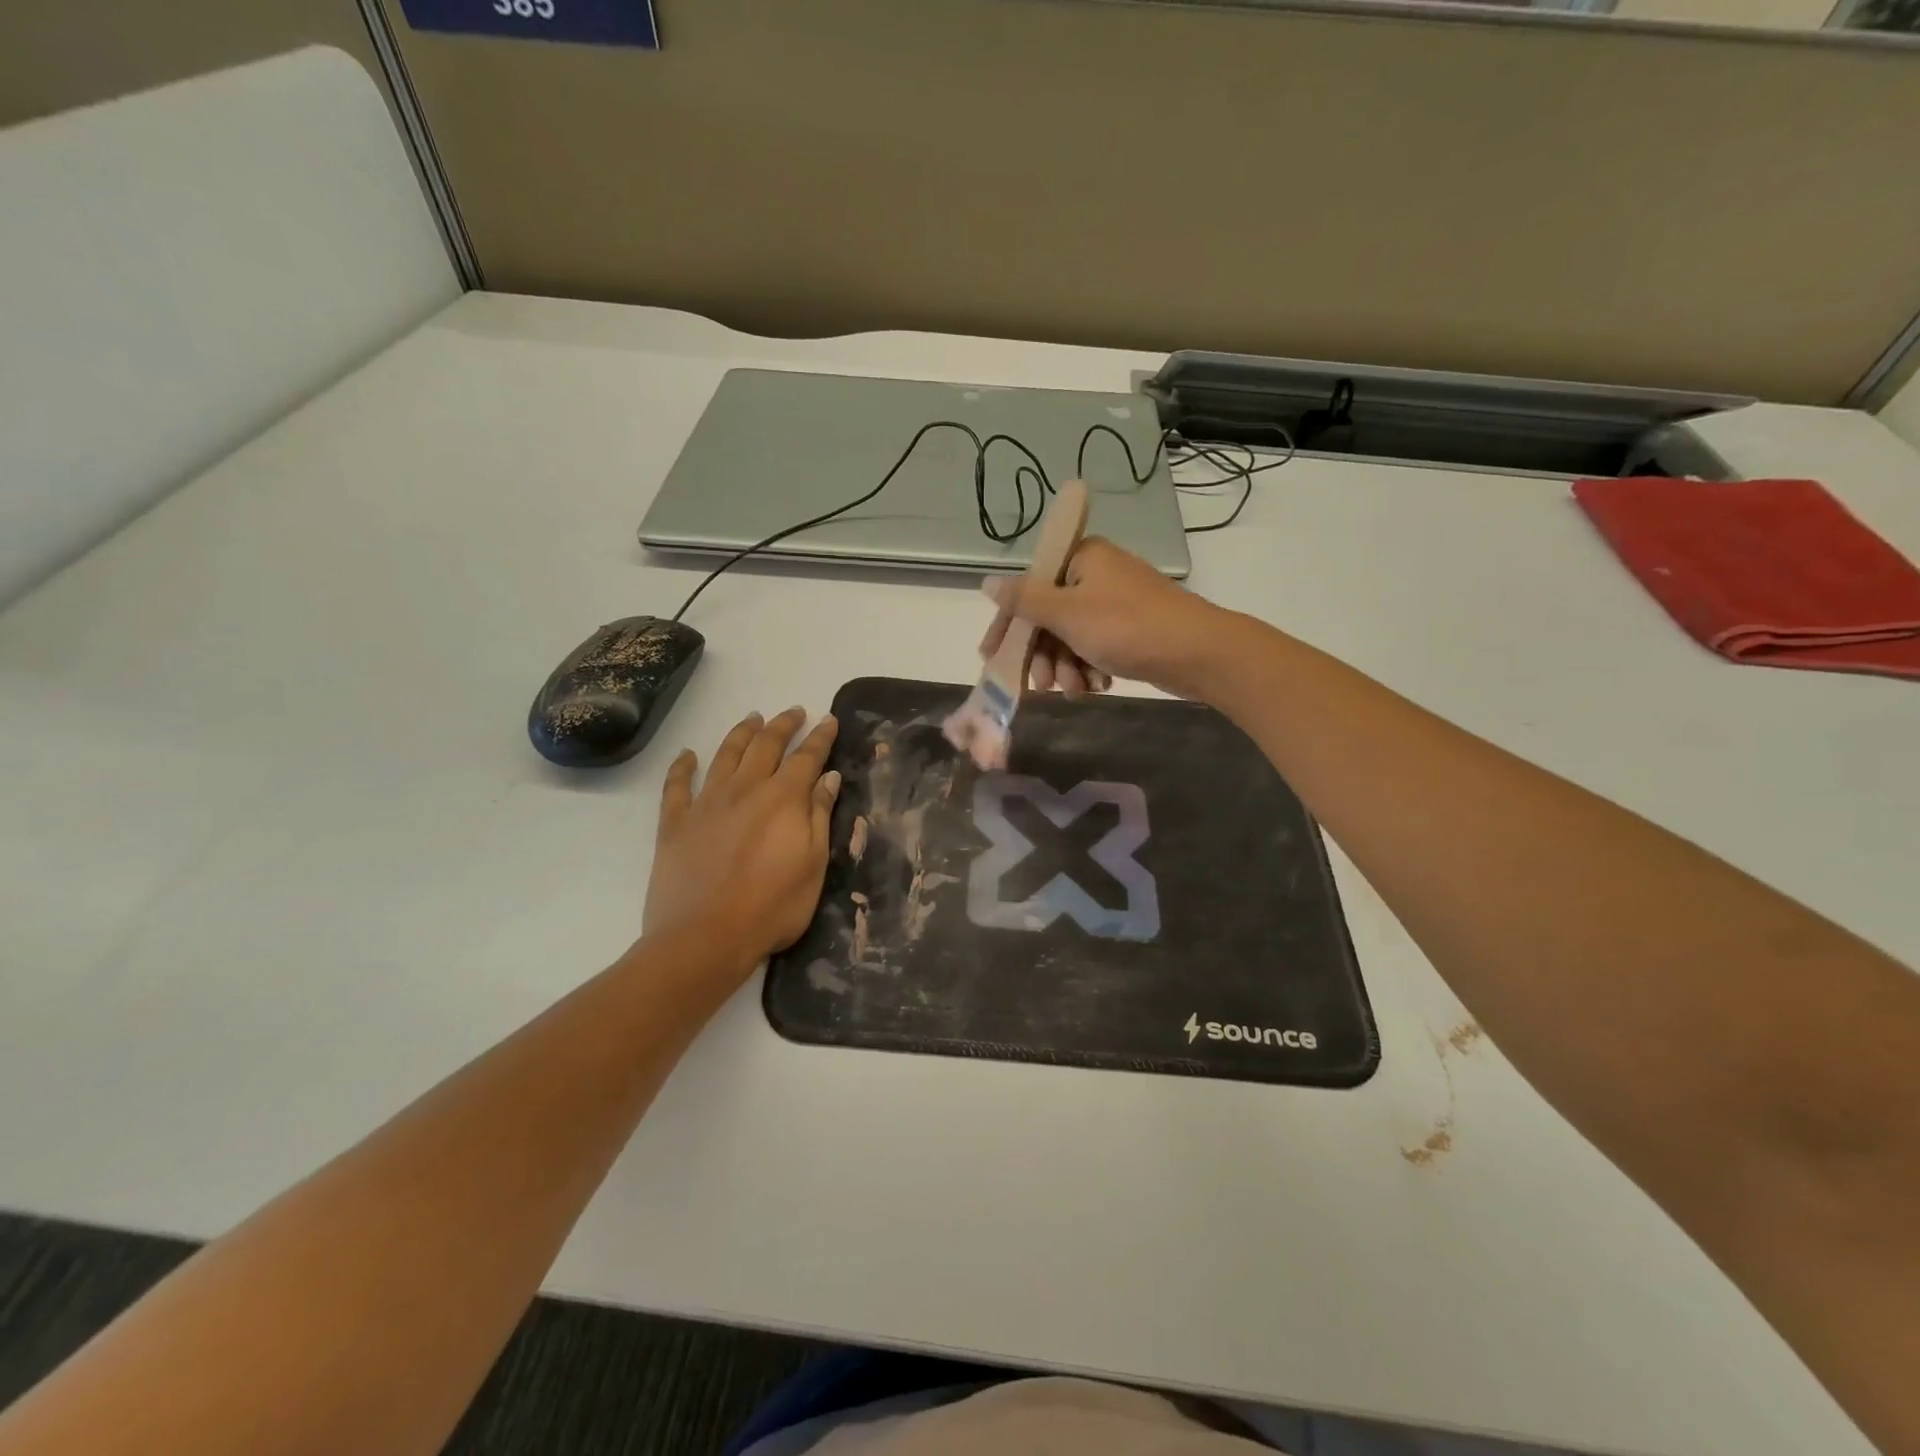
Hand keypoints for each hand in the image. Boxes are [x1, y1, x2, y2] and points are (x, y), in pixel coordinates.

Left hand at [643, 708, 841, 973]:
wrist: (704, 937)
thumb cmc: (772, 907)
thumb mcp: (813, 864)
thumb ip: (819, 816)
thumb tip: (828, 777)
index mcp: (783, 798)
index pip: (806, 757)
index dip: (820, 737)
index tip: (828, 719)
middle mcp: (744, 789)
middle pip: (765, 746)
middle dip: (782, 725)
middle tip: (793, 711)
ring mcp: (706, 803)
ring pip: (725, 755)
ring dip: (741, 733)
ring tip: (752, 718)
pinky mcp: (675, 824)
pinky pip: (677, 786)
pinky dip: (682, 766)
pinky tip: (687, 755)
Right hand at [978, 537, 1235, 699]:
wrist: (1198, 653)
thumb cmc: (1127, 627)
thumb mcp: (1067, 613)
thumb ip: (1024, 600)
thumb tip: (987, 581)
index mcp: (1080, 558)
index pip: (1027, 589)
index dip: (1008, 626)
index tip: (991, 658)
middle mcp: (1096, 574)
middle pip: (1048, 617)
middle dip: (1043, 655)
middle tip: (1041, 685)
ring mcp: (1114, 602)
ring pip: (1070, 637)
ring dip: (1066, 667)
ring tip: (1076, 690)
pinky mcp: (1130, 628)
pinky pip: (1094, 646)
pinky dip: (1090, 667)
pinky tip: (1098, 685)